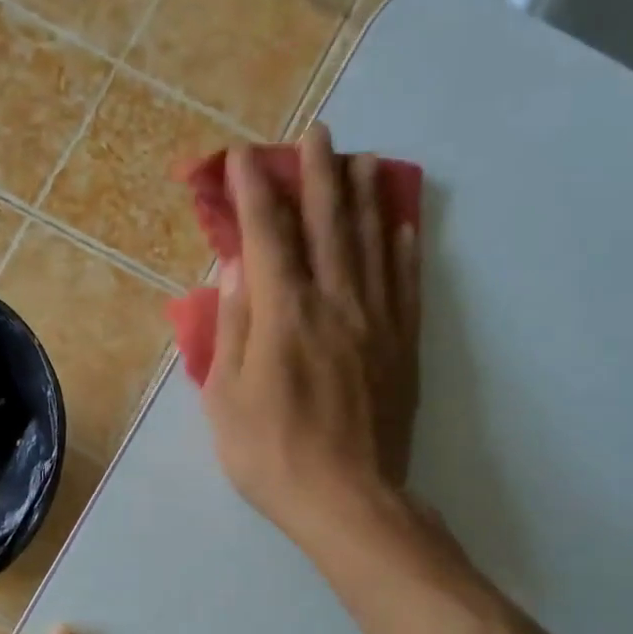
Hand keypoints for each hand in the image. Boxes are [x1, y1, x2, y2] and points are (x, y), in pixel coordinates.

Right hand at [200, 124, 422, 543]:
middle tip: (317, 133)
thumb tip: (236, 269)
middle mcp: (335, 303)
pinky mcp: (403, 348)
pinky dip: (404, 249)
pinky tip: (403, 224)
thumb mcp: (226, 398)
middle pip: (328, 224)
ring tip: (362, 159)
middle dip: (318, 173)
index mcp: (284, 315)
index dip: (254, 191)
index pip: (268, 234)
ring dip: (365, 196)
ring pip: (373, 244)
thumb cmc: (271, 455)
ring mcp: (377, 323)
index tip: (243, 158)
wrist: (348, 500)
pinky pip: (406, 285)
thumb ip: (233, 328)